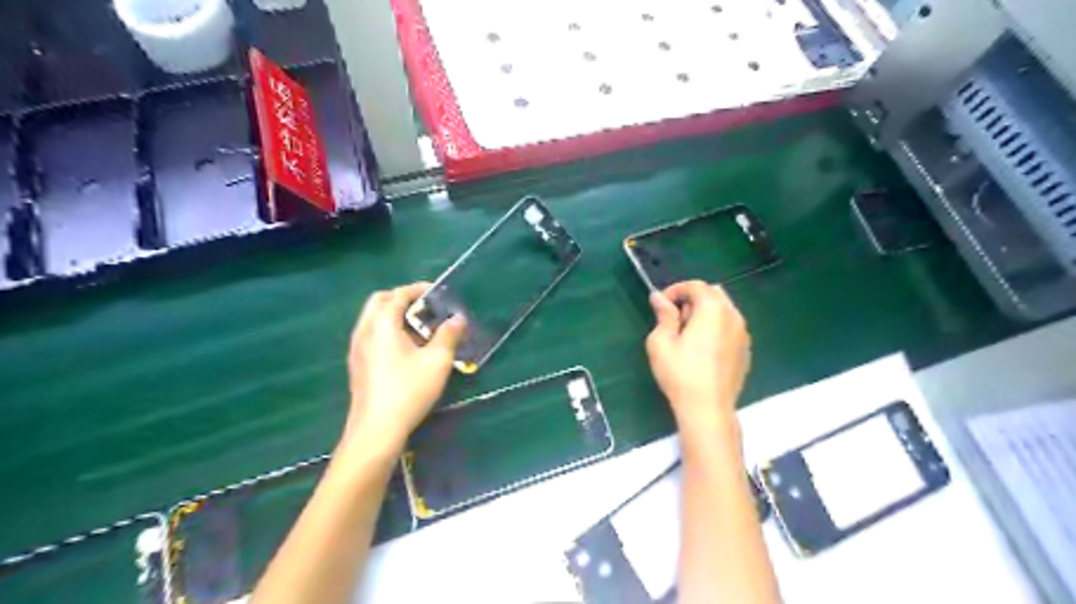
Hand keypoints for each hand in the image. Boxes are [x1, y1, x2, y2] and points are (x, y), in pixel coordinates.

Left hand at [345, 283, 461, 452]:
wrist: (376, 429)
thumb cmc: (408, 390)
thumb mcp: (437, 361)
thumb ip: (449, 335)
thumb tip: (458, 318)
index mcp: (381, 324)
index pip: (398, 294)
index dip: (418, 289)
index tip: (437, 292)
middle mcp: (364, 331)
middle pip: (379, 302)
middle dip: (402, 299)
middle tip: (425, 307)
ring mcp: (357, 349)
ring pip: (373, 320)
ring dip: (394, 316)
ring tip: (420, 328)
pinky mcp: (358, 365)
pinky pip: (371, 336)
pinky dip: (388, 331)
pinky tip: (406, 350)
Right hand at [646, 282, 750, 430]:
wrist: (708, 409)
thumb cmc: (680, 373)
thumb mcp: (661, 342)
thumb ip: (663, 315)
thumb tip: (659, 297)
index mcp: (713, 309)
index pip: (696, 285)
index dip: (676, 290)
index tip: (661, 305)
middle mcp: (733, 315)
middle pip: (713, 293)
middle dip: (692, 299)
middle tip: (674, 318)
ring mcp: (743, 333)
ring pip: (724, 310)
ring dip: (705, 312)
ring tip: (687, 334)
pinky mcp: (745, 350)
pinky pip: (730, 327)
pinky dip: (716, 327)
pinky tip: (702, 349)